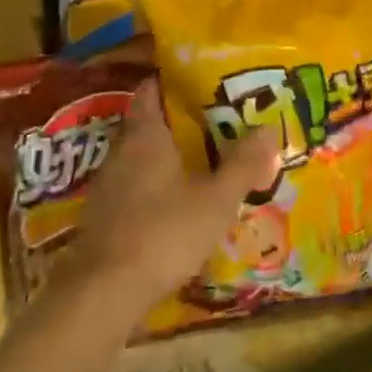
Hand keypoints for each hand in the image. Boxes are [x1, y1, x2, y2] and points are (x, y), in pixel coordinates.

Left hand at [58, 80, 281, 321]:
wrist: (103, 292)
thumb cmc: (164, 233)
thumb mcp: (216, 199)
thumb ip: (242, 164)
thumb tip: (268, 127)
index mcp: (145, 137)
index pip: (151, 91)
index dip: (173, 80)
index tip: (202, 80)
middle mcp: (120, 153)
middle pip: (148, 124)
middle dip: (180, 122)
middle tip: (217, 123)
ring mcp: (107, 187)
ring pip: (141, 159)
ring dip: (168, 158)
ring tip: (204, 163)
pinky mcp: (103, 218)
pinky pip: (134, 188)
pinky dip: (156, 188)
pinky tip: (178, 205)